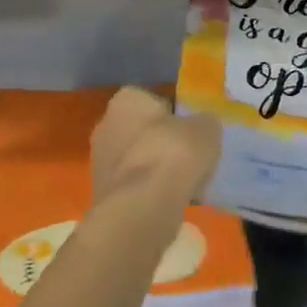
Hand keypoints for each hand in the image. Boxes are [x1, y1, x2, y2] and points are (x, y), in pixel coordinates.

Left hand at [90, 87, 220, 217]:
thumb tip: (201, 127)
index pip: (153, 99)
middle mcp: (105, 123)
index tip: (192, 131)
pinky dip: (150, 191)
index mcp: (127, 99)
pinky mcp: (102, 192)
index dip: (175, 114)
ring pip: (138, 159)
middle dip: (163, 142)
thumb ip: (203, 122)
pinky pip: (134, 185)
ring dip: (157, 168)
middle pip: (142, 130)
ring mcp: (99, 160)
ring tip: (184, 183)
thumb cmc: (173, 154)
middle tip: (189, 157)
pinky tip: (170, 202)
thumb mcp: (206, 128)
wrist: (142, 207)